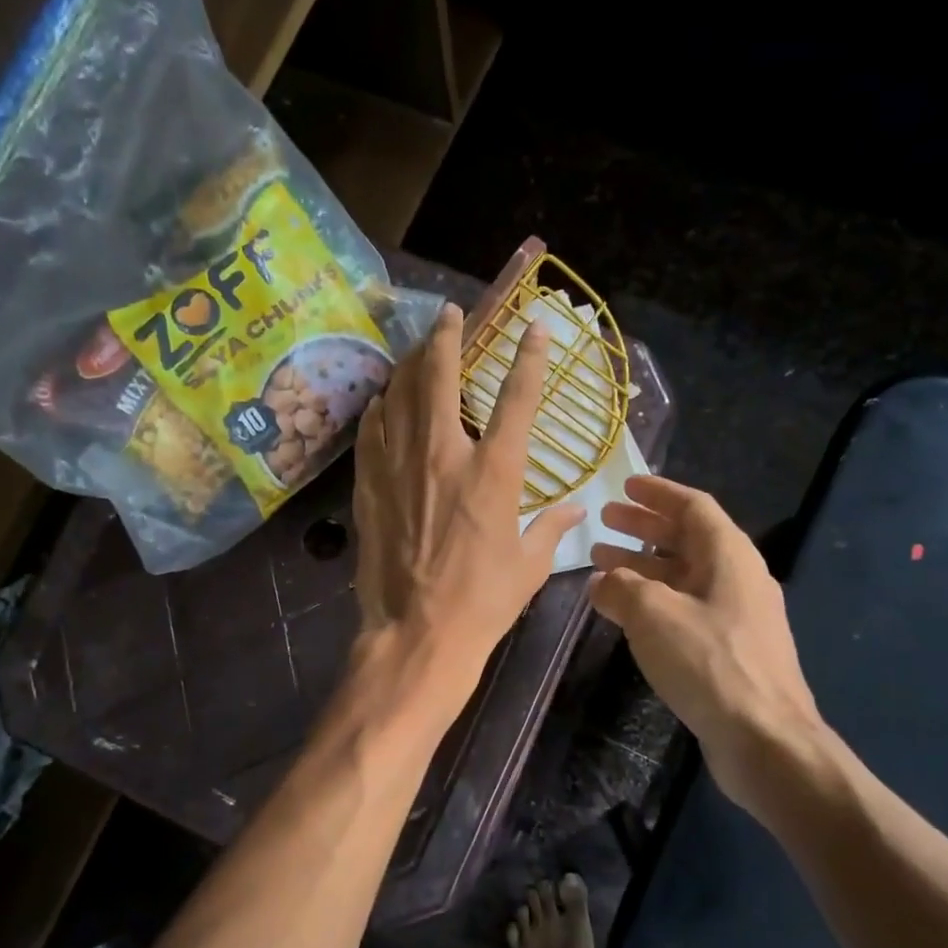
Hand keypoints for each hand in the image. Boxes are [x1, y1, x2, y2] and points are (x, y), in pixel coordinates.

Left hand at [353, 303, 585, 689]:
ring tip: (414, 349)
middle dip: (447, 337)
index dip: (529, 357)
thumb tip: (577, 508)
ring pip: (399, 396)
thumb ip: (551, 527)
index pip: (517, 399)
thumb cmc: (483, 602)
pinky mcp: (370, 487)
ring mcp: (400, 467)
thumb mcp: (529, 565)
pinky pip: (371, 432)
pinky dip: (378, 409)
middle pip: (441, 377)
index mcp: (494, 472)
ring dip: (409, 365)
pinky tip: (381, 401)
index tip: (535, 327)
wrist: (418, 633)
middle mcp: (444, 455)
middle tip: (448, 314)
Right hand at [588, 476, 829, 811]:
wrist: (764, 739)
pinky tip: (625, 614)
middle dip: (644, 528)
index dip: (657, 493)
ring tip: (601, 564)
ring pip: (684, 576)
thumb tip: (602, 581)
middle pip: (687, 539)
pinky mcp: (730, 651)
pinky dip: (653, 601)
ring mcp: (737, 617)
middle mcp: (737, 578)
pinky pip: (686, 609)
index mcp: (729, 555)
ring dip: (643, 566)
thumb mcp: (653, 613)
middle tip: (605, 522)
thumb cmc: (708, 662)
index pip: (693, 506)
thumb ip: (620, 587)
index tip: (624, 487)